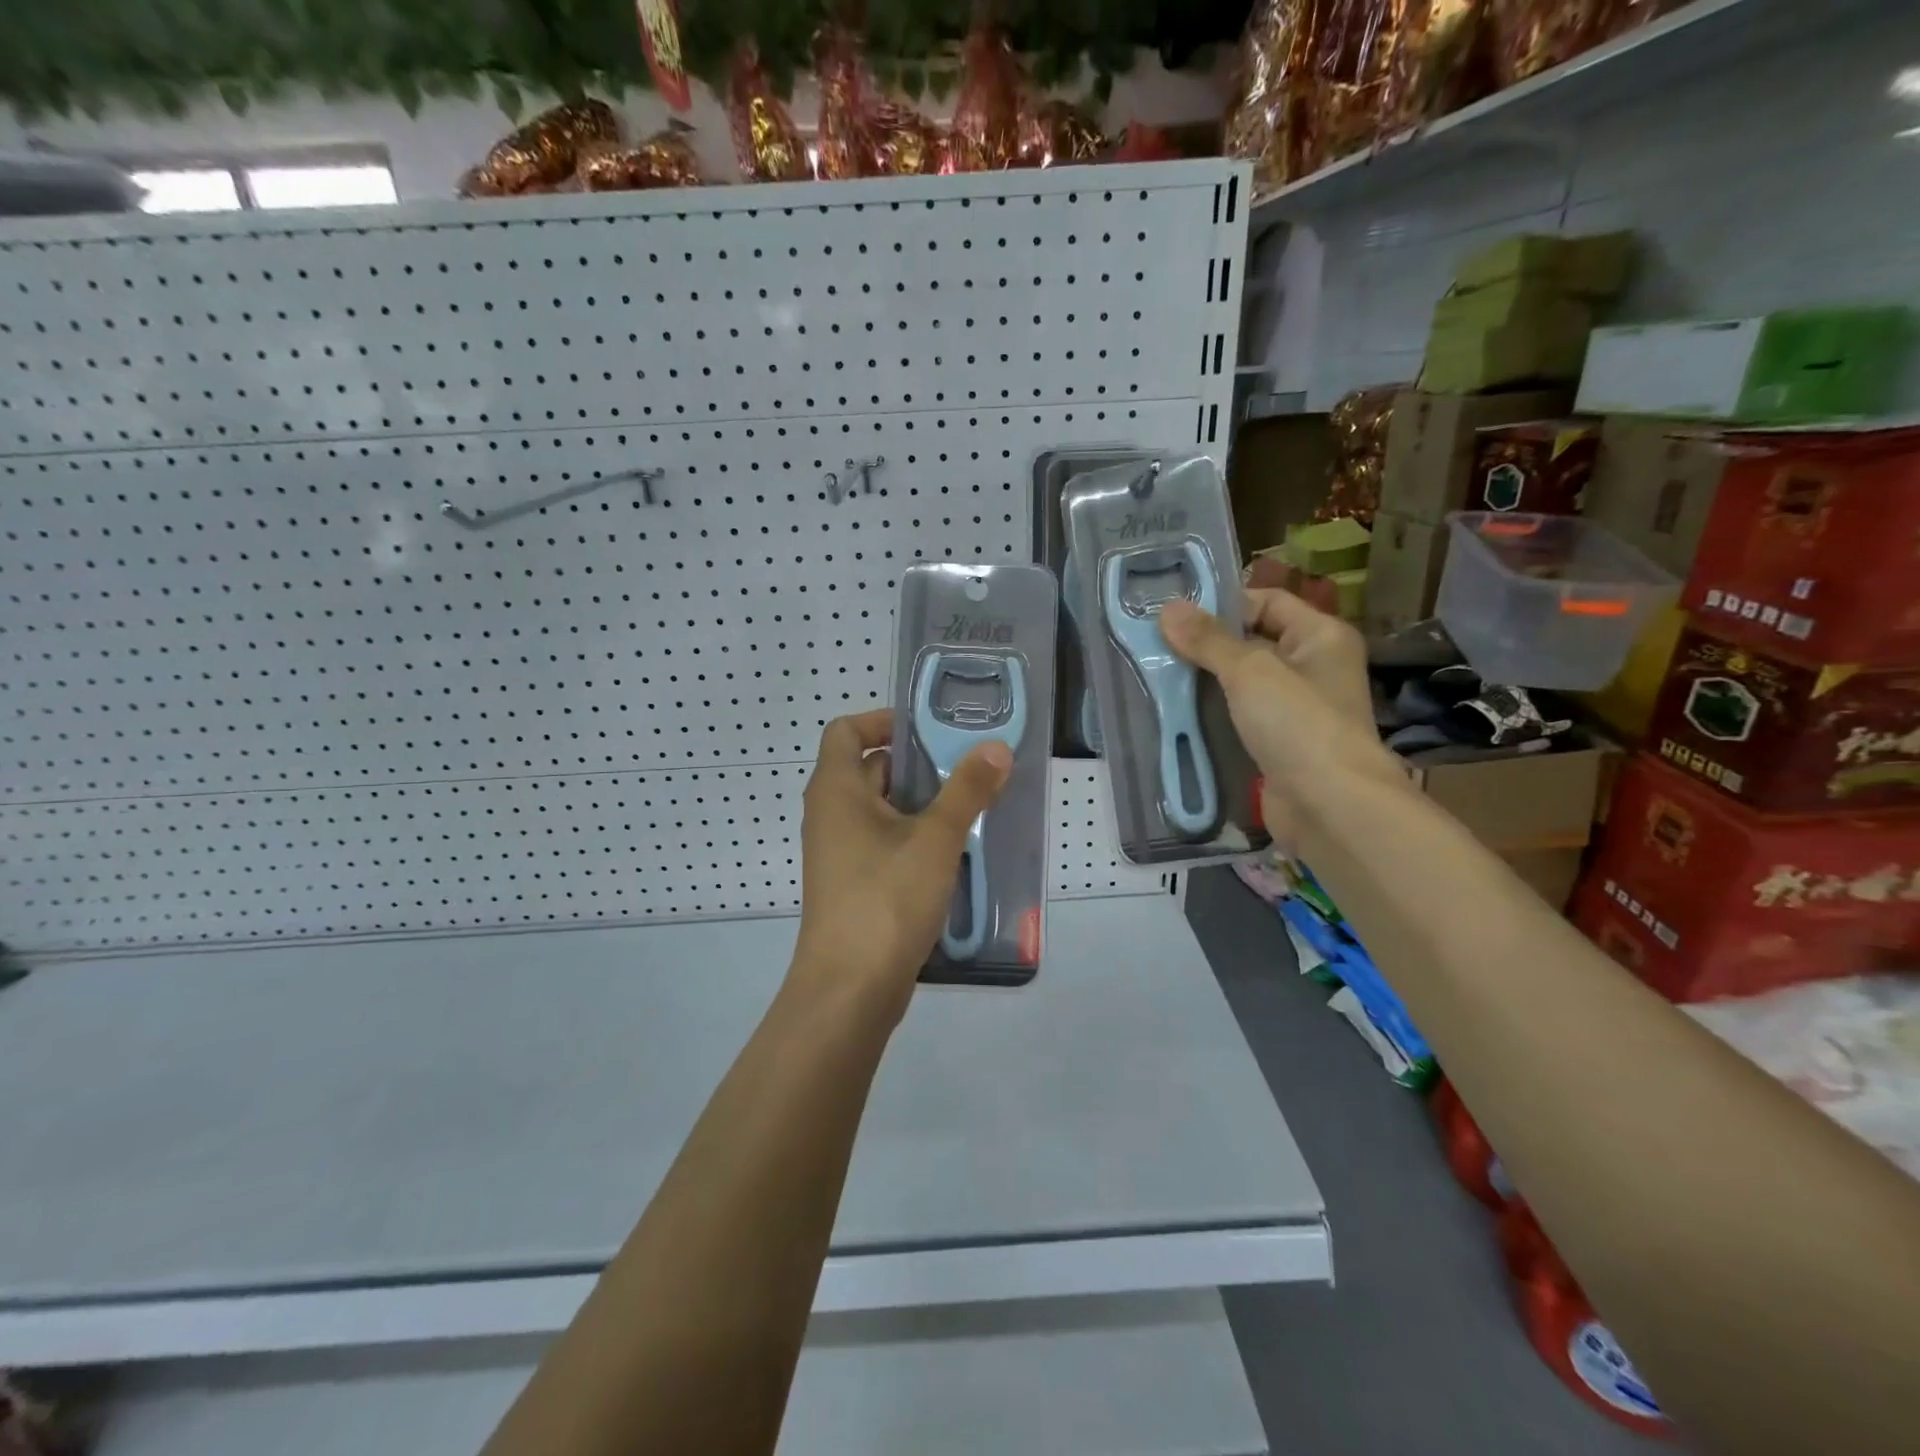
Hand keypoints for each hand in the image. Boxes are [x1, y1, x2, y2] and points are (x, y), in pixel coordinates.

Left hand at [789, 708, 1011, 1016]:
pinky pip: (885, 843)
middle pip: (871, 769)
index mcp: (836, 789)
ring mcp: (840, 853)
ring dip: (923, 804)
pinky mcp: (854, 884)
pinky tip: (955, 852)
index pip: (846, 730)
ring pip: (882, 810)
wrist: (850, 990)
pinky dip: (915, 838)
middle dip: (919, 765)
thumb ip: (967, 790)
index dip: (884, 721)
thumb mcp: (936, 839)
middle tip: (969, 767)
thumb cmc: (886, 899)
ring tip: (973, 806)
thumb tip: (995, 748)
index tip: (930, 730)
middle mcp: (831, 814)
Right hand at [1161, 588, 1401, 847]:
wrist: (1330, 806)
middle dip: (1206, 644)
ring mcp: (1296, 709)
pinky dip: (1213, 714)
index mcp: (1320, 636)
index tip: (1175, 613)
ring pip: (1242, 683)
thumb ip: (1208, 640)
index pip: (1268, 601)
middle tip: (1155, 644)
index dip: (1224, 603)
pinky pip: (1240, 718)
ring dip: (1205, 681)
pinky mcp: (1279, 743)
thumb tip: (1168, 609)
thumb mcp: (1249, 671)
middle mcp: (1312, 666)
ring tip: (1157, 675)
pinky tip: (1178, 713)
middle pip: (1252, 641)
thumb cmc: (1298, 724)